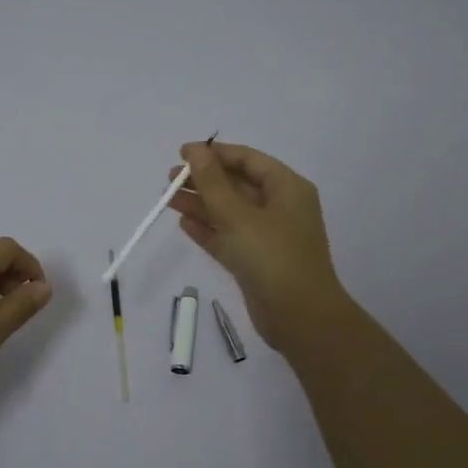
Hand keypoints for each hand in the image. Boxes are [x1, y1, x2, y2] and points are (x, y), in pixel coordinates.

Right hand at [166, 141, 347, 351]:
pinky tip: (184, 224)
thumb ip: (213, 182)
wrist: (300, 317)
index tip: (181, 154)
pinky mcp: (256, 262)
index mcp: (287, 188)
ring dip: (201, 204)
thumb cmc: (272, 257)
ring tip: (168, 199)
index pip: (248, 160)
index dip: (215, 154)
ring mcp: (268, 237)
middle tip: (169, 179)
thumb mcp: (239, 215)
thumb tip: (195, 150)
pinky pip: (229, 237)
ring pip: (229, 212)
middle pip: (237, 185)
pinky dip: (208, 230)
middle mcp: (280, 208)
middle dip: (204, 180)